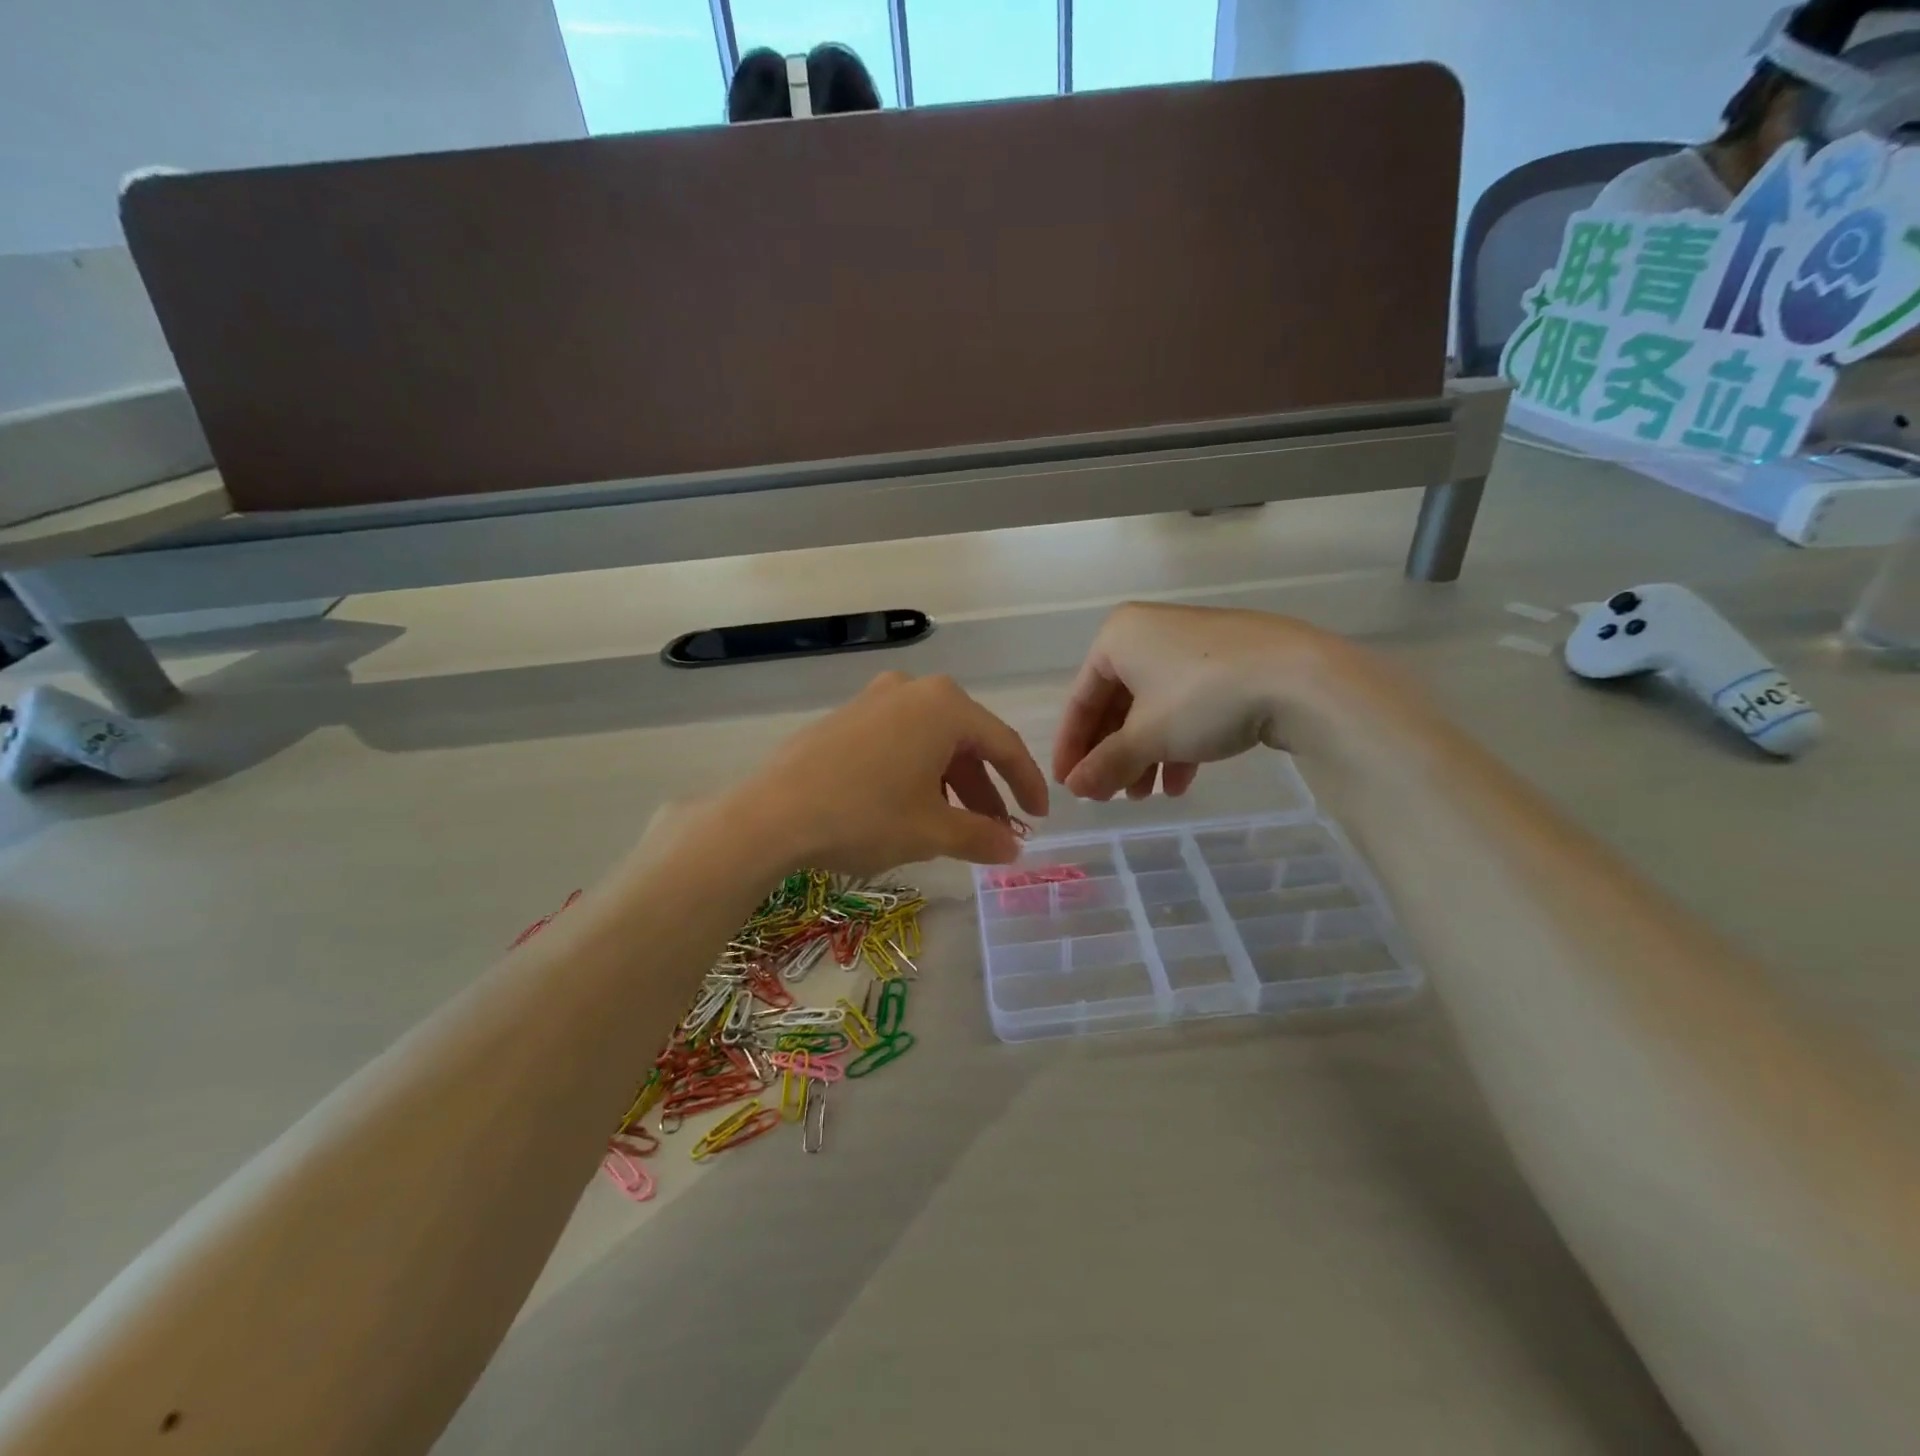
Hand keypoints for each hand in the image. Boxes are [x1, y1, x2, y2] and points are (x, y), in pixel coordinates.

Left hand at [726, 672, 1049, 877]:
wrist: (771, 815)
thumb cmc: (864, 816)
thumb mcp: (931, 832)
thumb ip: (981, 836)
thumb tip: (1012, 848)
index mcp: (945, 706)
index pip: (1003, 745)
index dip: (1027, 784)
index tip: (1039, 817)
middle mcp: (913, 690)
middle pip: (966, 741)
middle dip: (985, 789)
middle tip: (996, 829)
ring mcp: (875, 699)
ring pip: (931, 742)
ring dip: (950, 783)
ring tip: (953, 826)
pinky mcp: (846, 717)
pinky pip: (899, 741)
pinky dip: (917, 772)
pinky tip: (910, 806)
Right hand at [1053, 602, 1377, 800]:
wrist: (1300, 677)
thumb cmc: (1202, 698)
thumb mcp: (1147, 736)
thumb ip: (1105, 763)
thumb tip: (1075, 789)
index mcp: (1118, 637)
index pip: (1082, 698)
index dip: (1071, 746)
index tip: (1067, 785)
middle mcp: (1150, 633)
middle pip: (1117, 704)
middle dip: (1113, 755)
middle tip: (1108, 796)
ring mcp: (1193, 646)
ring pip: (1153, 708)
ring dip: (1144, 756)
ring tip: (1145, 797)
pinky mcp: (1228, 662)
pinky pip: (1186, 705)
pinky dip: (1177, 743)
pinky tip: (1180, 782)